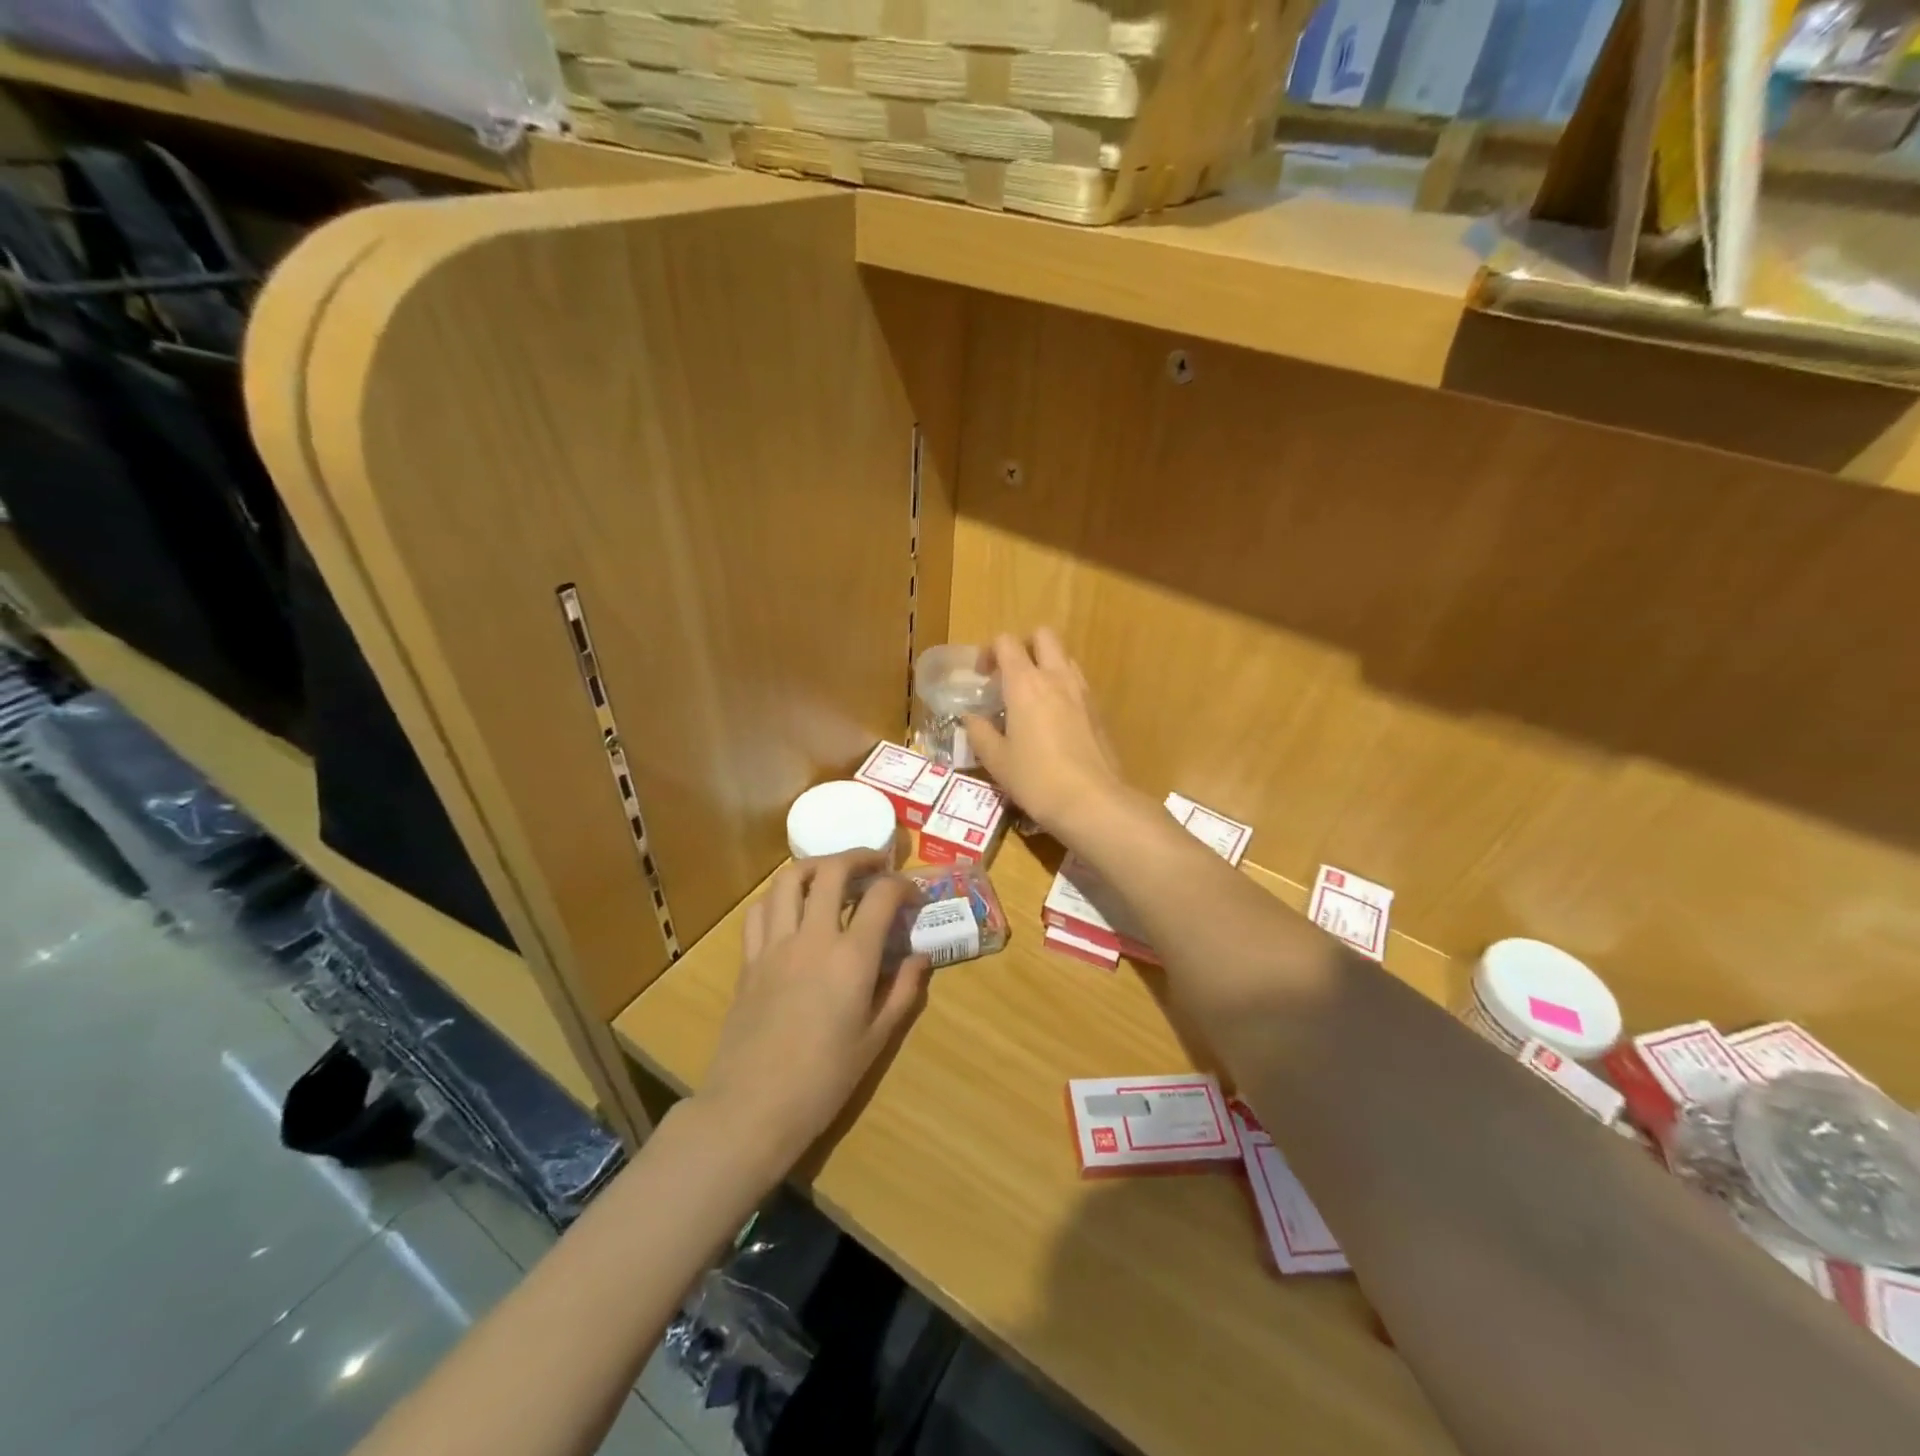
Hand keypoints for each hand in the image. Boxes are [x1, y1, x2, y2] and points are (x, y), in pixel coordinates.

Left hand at [699, 852, 927, 1171]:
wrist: (753, 1107)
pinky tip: (792, 908)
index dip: (902, 886)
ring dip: (815, 866)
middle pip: (832, 871)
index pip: (881, 896)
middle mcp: (813, 937)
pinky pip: (760, 910)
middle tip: (875, 864)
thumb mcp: (877, 1040)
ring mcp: (775, 944)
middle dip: (858, 857)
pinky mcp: (749, 959)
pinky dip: (779, 897)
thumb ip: (903, 991)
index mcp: (852, 957)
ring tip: (832, 874)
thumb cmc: (824, 1080)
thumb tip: (920, 957)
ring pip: (789, 879)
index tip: (913, 895)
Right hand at [964, 629, 1126, 834]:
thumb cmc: (1036, 779)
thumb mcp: (996, 760)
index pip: (1006, 643)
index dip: (990, 651)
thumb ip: (979, 732)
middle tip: (1009, 675)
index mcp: (1025, 683)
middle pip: (1043, 636)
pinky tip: (1054, 719)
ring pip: (1064, 657)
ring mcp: (1082, 692)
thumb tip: (971, 718)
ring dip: (1046, 665)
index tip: (981, 676)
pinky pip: (1077, 683)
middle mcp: (1056, 677)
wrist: (1092, 801)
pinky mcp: (1098, 710)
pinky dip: (1062, 687)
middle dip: (1024, 646)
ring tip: (1032, 697)